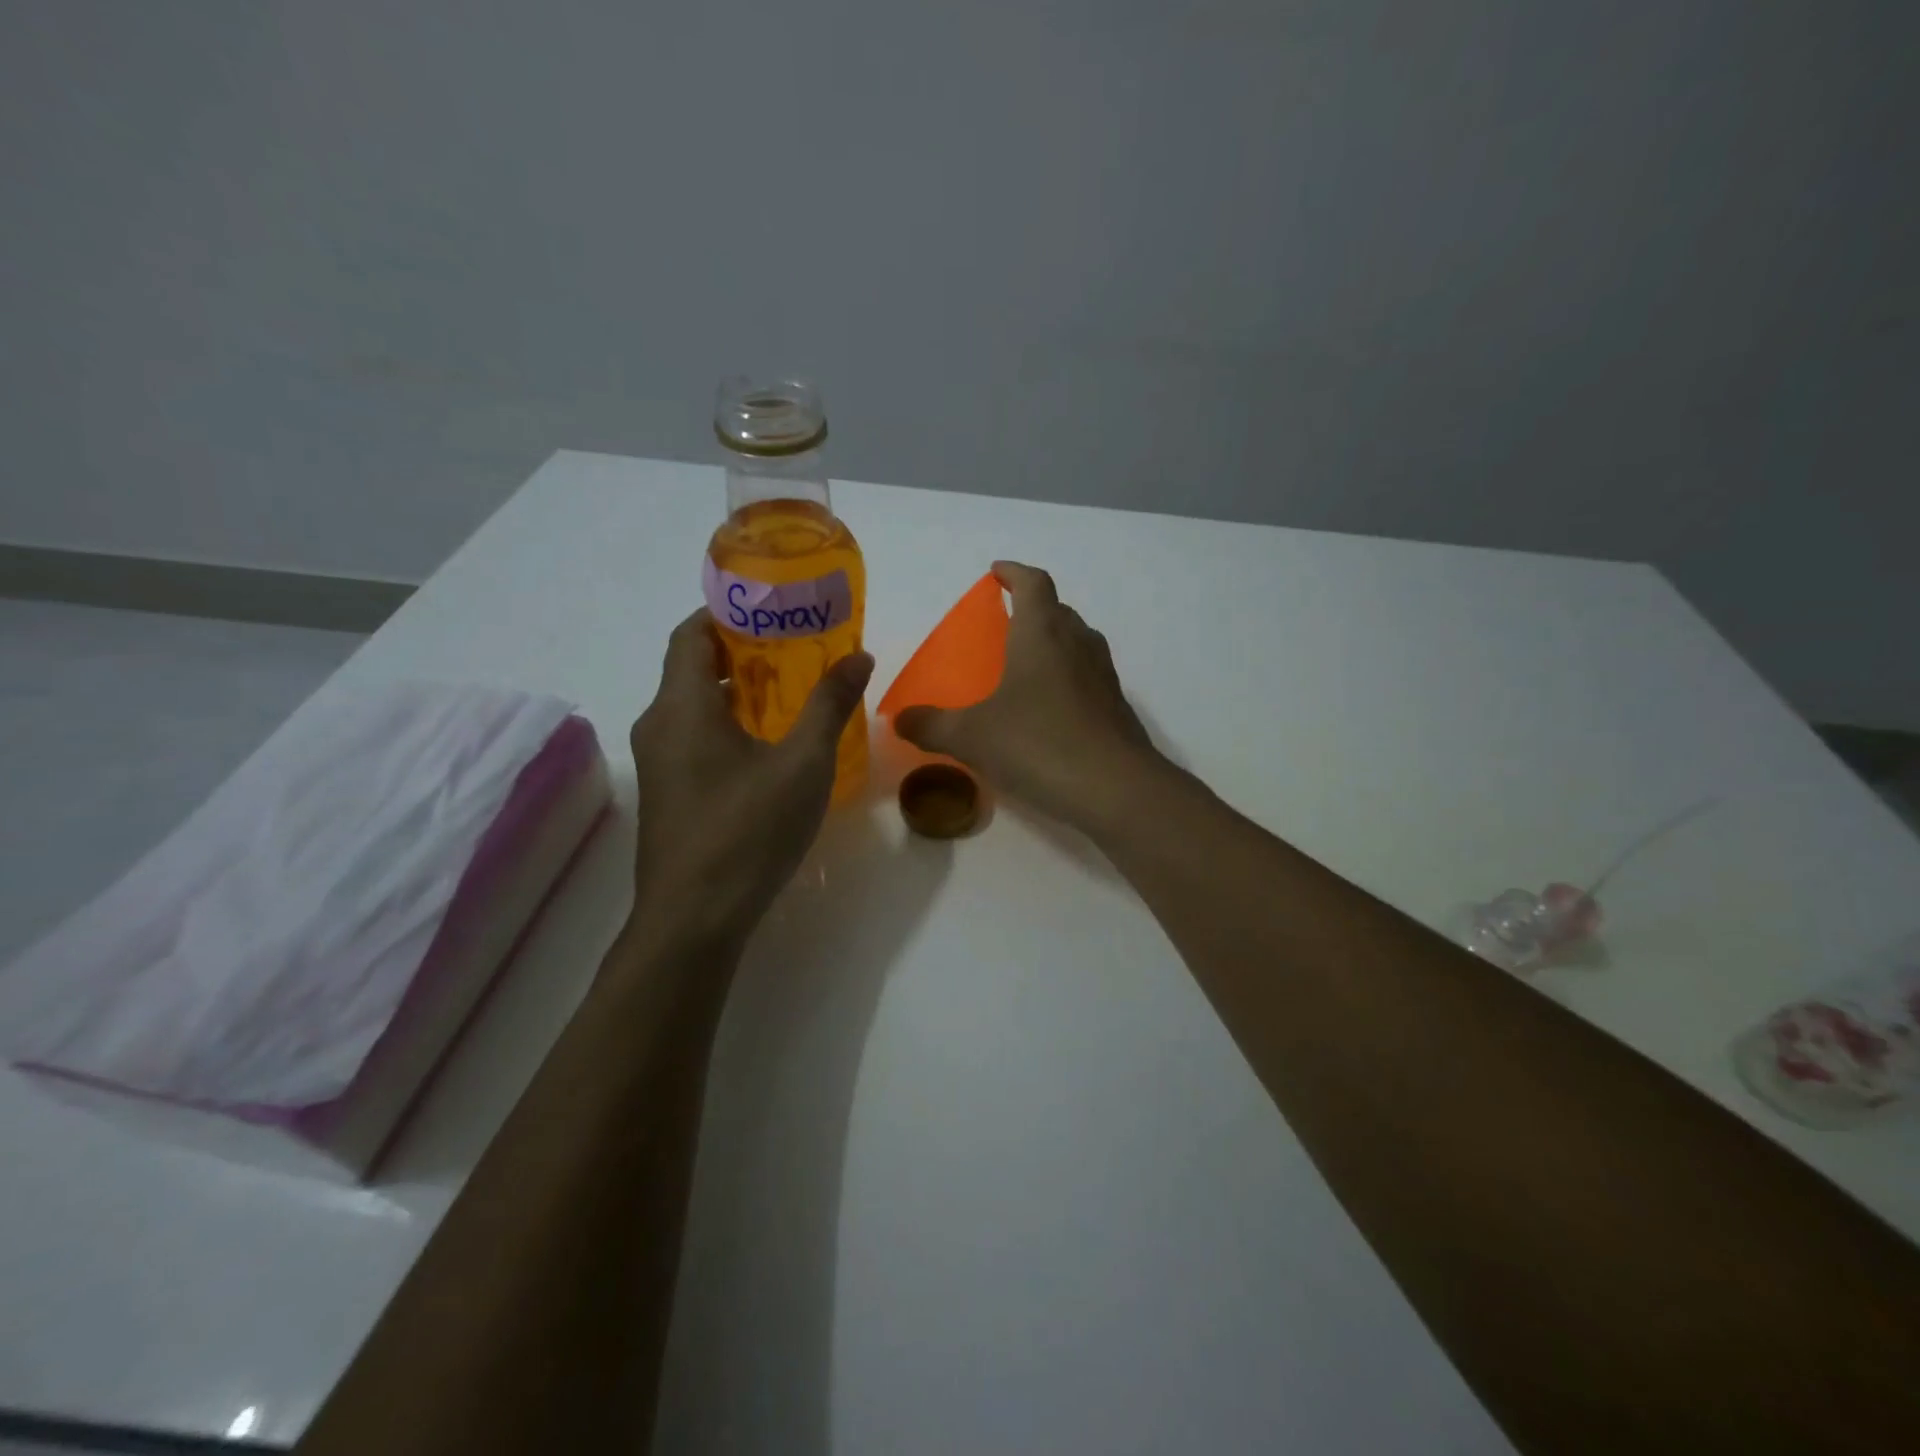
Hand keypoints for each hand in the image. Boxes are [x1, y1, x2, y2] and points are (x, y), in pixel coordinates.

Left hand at [628, 611, 872, 954]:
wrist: (694, 919)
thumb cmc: (748, 831)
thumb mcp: (803, 763)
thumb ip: (829, 705)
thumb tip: (859, 655)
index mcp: (681, 706)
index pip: (691, 632)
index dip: (727, 611)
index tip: (773, 608)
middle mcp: (658, 725)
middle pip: (692, 667)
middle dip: (742, 651)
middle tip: (797, 648)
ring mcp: (658, 763)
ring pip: (694, 705)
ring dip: (737, 691)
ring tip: (791, 692)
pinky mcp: (667, 793)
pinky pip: (695, 737)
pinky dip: (728, 724)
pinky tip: (771, 745)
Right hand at [893, 562, 1165, 832]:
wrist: (1116, 788)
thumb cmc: (1038, 744)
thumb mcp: (972, 737)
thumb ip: (932, 726)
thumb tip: (899, 720)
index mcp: (1042, 633)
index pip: (1033, 583)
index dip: (1014, 572)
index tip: (996, 573)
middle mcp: (1078, 643)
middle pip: (1057, 610)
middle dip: (1032, 609)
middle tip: (1005, 626)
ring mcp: (1103, 675)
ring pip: (1077, 642)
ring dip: (1054, 642)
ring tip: (1025, 666)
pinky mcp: (1116, 707)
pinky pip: (1088, 676)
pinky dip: (1068, 678)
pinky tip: (1049, 710)